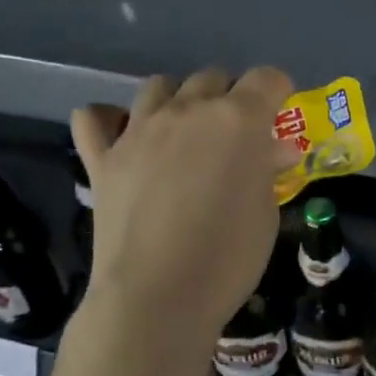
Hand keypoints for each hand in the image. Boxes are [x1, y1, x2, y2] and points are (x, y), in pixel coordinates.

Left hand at [71, 66, 293, 343]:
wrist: (157, 297)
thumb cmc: (228, 259)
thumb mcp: (265, 216)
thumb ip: (266, 171)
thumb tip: (273, 150)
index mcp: (238, 120)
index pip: (267, 79)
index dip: (278, 91)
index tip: (280, 114)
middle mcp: (188, 111)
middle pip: (213, 78)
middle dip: (231, 97)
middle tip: (236, 136)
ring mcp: (139, 130)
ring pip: (160, 86)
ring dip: (179, 101)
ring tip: (185, 133)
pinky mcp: (103, 156)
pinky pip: (95, 117)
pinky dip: (110, 119)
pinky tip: (124, 136)